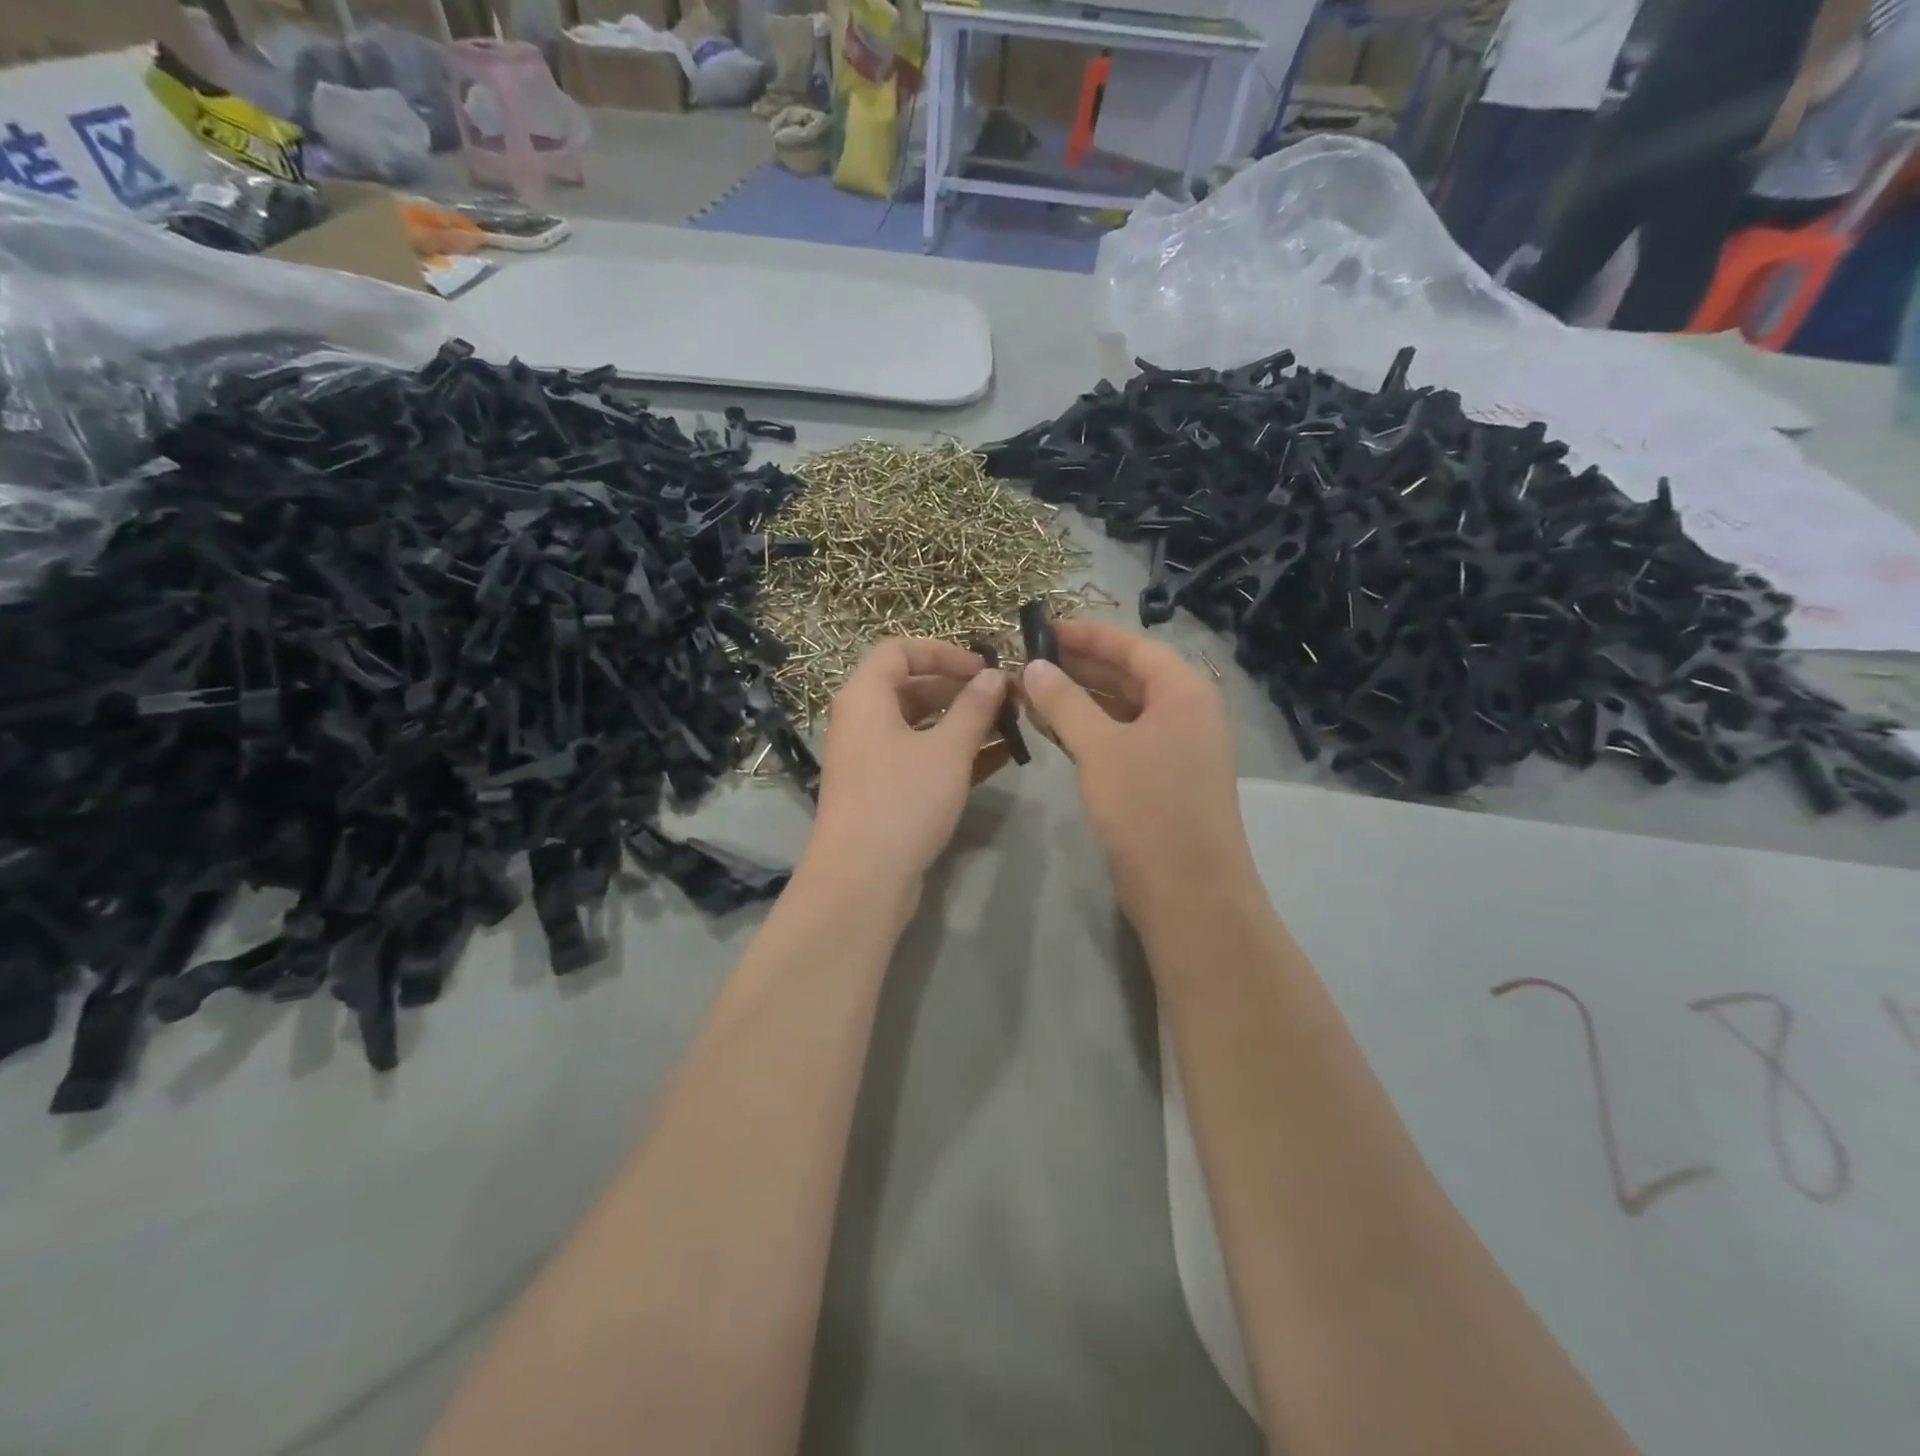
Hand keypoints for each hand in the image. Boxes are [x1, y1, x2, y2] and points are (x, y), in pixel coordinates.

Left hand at [804, 638, 1010, 897]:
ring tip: (1008, 727)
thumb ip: (974, 707)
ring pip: (919, 725)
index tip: (984, 667)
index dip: (944, 652)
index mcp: (865, 696)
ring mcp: (869, 758)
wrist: (862, 879)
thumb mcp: (947, 749)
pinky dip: (952, 753)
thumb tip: (994, 676)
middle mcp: (861, 721)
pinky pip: (918, 757)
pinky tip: (996, 759)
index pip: (900, 650)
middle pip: (911, 687)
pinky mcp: (881, 790)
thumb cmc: (903, 800)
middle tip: (1004, 700)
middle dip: (960, 689)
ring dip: (961, 722)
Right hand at [1021, 621, 1256, 926]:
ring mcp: (1175, 749)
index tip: (1043, 629)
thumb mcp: (1100, 748)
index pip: (1133, 646)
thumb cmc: (1148, 807)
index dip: (1088, 635)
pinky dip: (1088, 732)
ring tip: (1030, 691)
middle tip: (1027, 660)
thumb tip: (1034, 666)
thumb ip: (1065, 702)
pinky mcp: (1160, 780)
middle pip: (1128, 676)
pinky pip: (1121, 740)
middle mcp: (1185, 713)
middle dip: (1078, 667)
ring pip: (1121, 710)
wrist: (1188, 891)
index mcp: (1184, 692)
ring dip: (1079, 700)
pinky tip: (1052, 730)